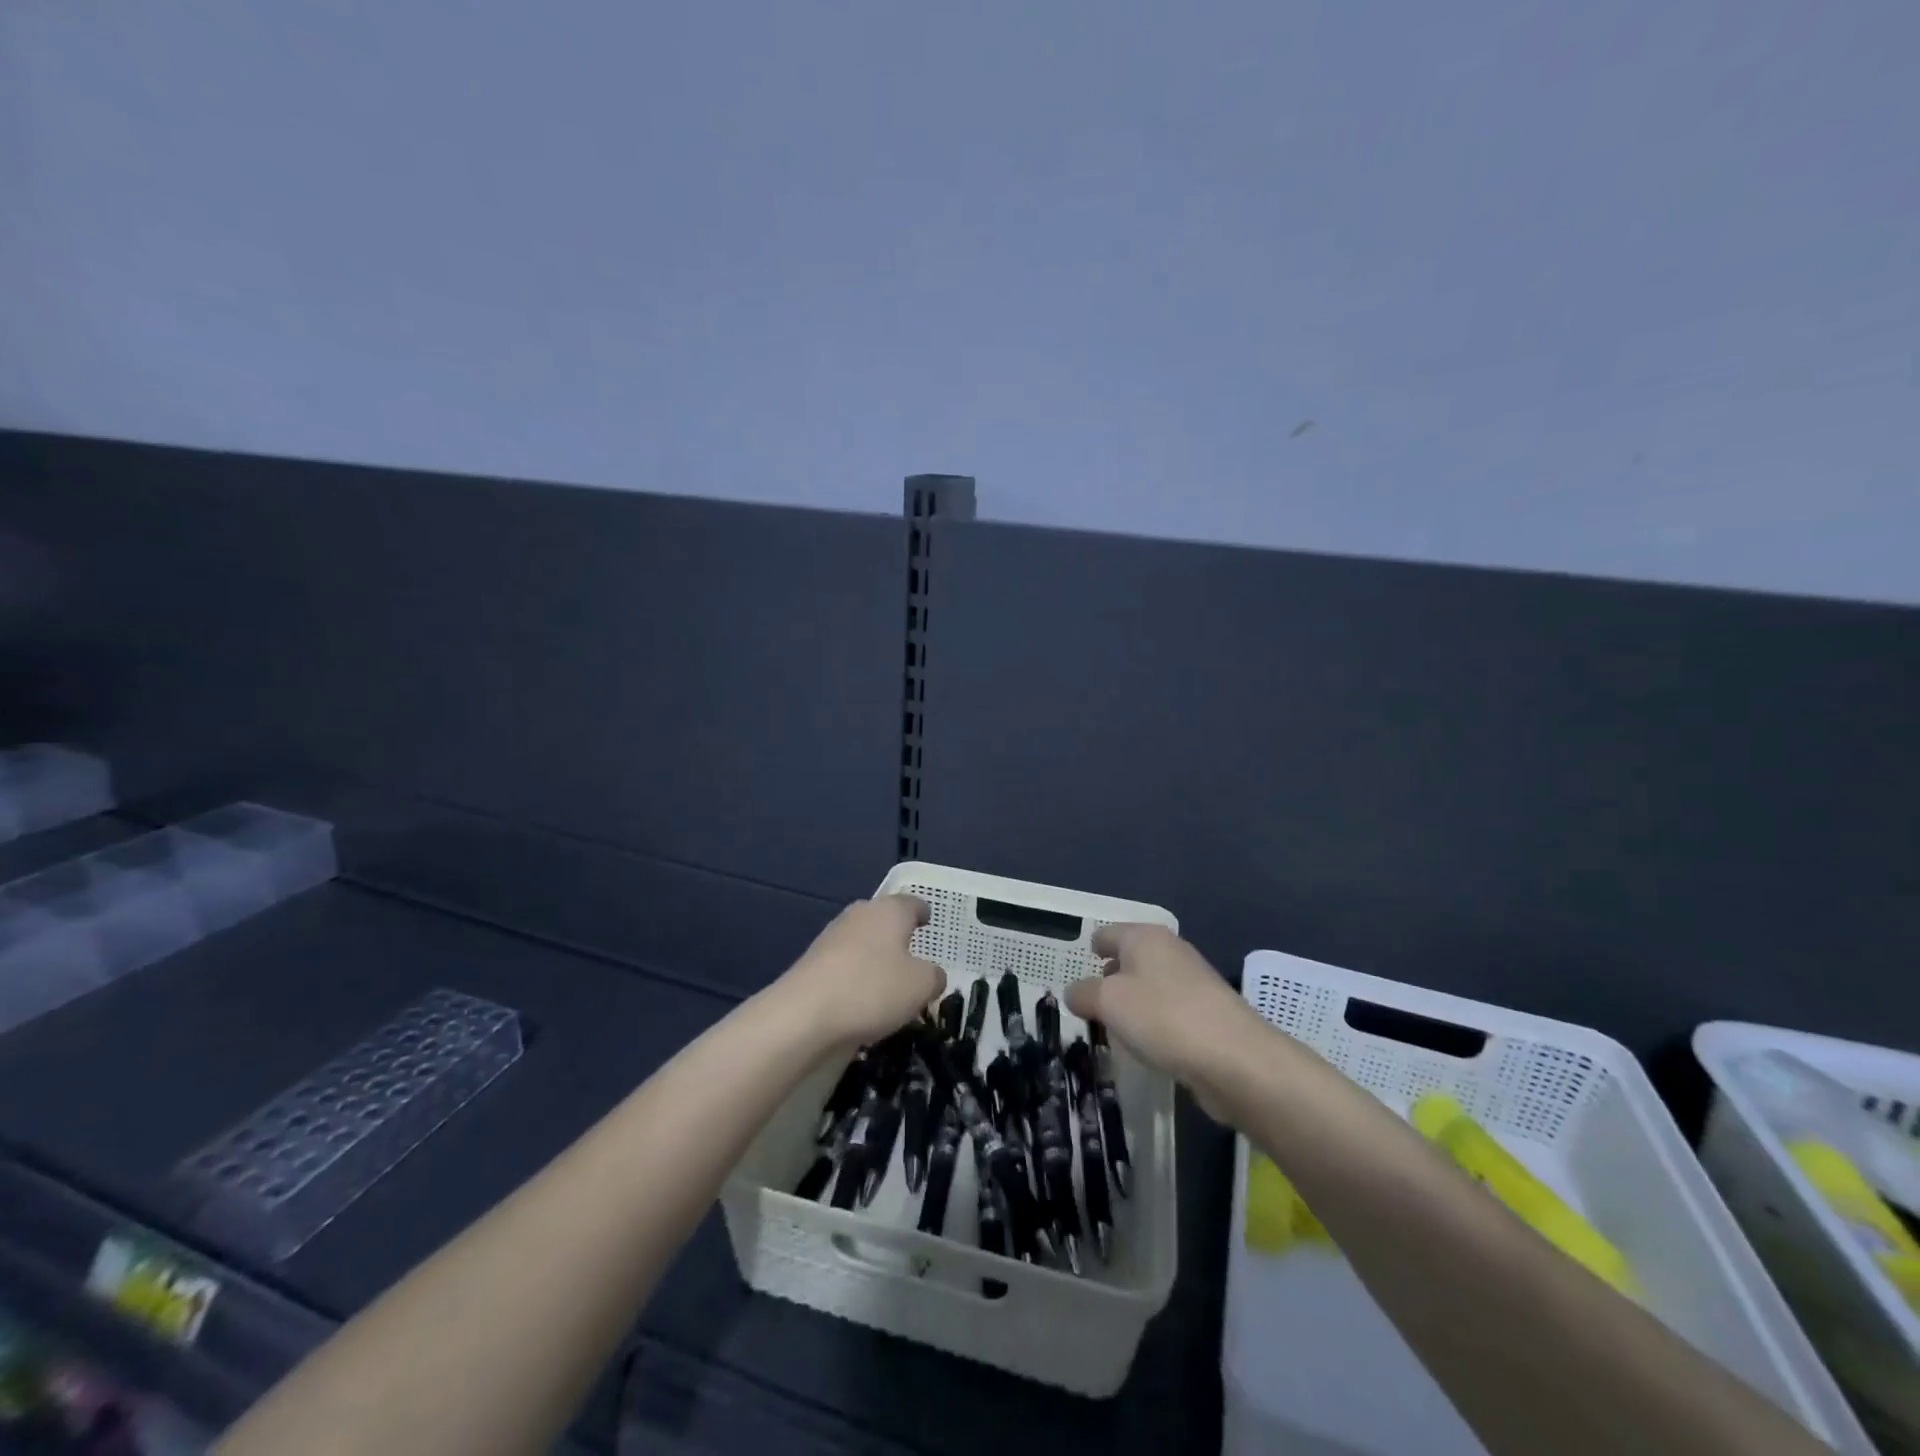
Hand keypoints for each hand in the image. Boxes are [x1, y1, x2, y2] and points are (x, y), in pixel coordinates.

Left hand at [777, 895, 944, 1051]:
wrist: (803, 1015)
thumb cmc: (872, 989)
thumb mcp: (922, 986)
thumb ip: (934, 976)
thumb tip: (931, 975)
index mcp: (889, 910)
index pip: (912, 903)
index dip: (922, 912)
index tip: (927, 920)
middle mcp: (859, 915)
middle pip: (884, 919)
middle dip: (897, 935)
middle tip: (913, 955)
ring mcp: (832, 938)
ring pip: (862, 942)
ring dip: (875, 958)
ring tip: (889, 984)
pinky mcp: (813, 964)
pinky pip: (844, 965)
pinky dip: (856, 977)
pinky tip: (862, 1001)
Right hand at [1066, 924, 1263, 1107]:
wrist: (1235, 1059)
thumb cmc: (1163, 1017)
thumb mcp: (1107, 1003)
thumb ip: (1083, 994)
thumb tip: (1075, 993)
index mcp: (1144, 937)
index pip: (1107, 934)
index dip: (1091, 949)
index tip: (1076, 969)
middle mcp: (1170, 951)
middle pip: (1130, 960)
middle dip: (1110, 979)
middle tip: (1087, 1004)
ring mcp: (1193, 983)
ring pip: (1150, 988)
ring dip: (1132, 1006)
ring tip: (1112, 1030)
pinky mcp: (1208, 1014)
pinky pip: (1168, 1013)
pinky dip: (1154, 1025)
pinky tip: (1146, 1047)